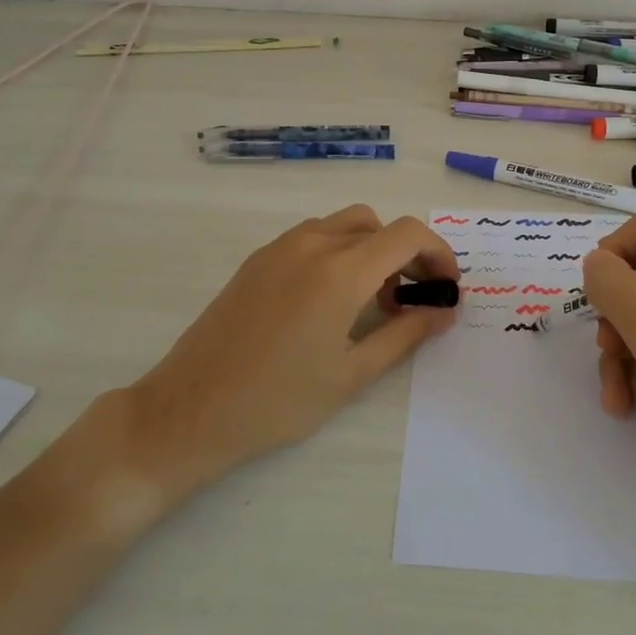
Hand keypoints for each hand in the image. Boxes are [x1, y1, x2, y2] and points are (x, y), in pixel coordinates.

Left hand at [120, 205, 458, 496]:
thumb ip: (405, 334)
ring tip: (371, 303)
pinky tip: (331, 301)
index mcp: (339, 271)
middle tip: (412, 300)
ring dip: (371, 251)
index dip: (438, 253)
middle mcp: (311, 245)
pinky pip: (313, 237)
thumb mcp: (351, 374)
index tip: (446, 287)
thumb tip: (444, 312)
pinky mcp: (258, 259)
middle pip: (377, 225)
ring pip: (344, 226)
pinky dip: (339, 253)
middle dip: (406, 254)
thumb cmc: (277, 401)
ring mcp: (279, 248)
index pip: (406, 234)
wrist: (189, 410)